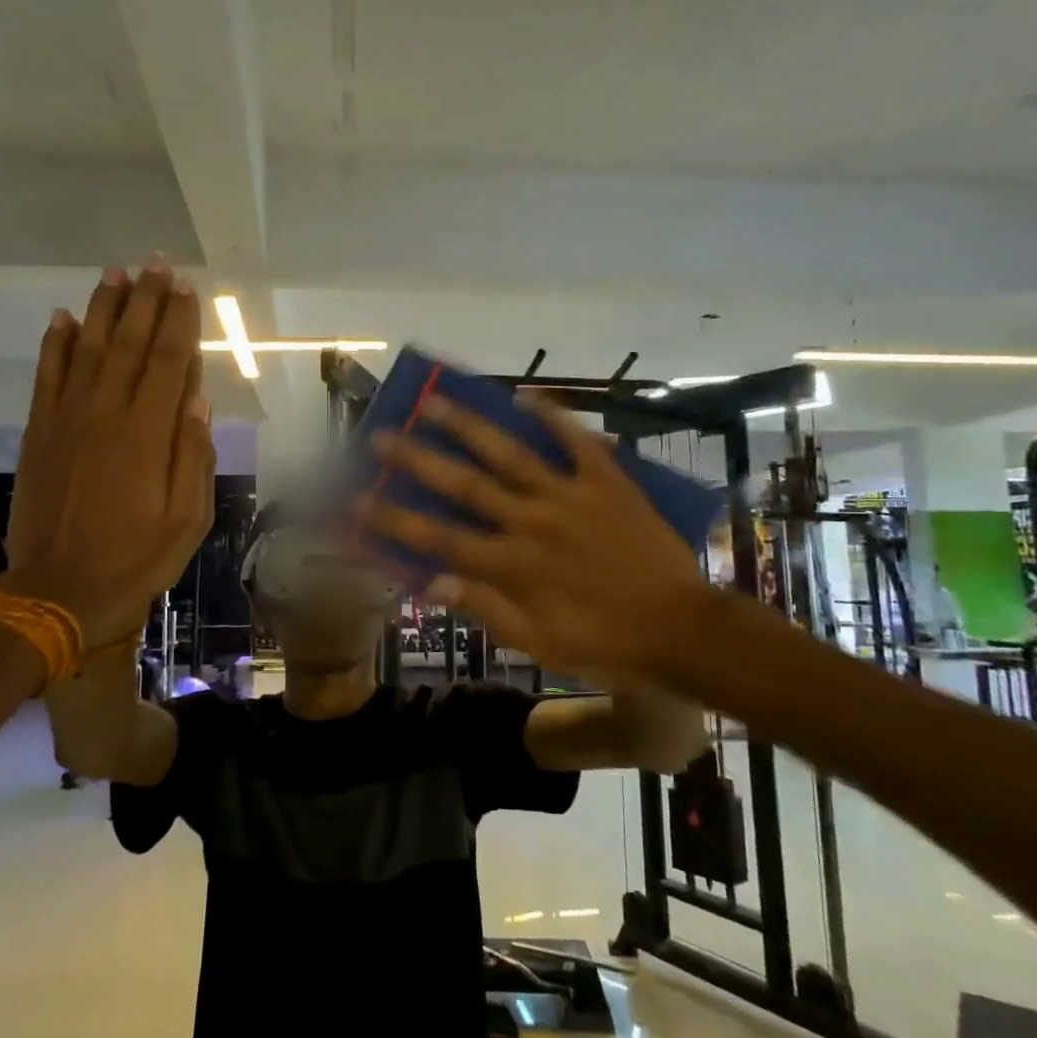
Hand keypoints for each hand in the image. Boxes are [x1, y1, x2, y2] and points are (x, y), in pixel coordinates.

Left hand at [3, 264, 214, 642]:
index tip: (187, 289)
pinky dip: (56, 343)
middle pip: (131, 344)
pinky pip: (47, 375)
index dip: (180, 322)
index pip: (170, 362)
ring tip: (117, 273)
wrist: (58, 590)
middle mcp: (107, 413)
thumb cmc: (136, 559)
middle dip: (147, 301)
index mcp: (148, 434)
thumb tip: (198, 400)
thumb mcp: (187, 520)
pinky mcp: (39, 432)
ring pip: (89, 349)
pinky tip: (63, 317)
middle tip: (157, 264)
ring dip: (104, 308)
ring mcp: (67, 419)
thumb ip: (193, 456)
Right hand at [358, 394, 714, 682]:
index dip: (393, 521)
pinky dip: (553, 416)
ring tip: (435, 400)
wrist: (680, 628)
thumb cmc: (603, 642)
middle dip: (417, 460)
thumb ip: (484, 608)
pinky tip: (527, 394)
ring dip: (468, 426)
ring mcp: (569, 496)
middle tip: (382, 435)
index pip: (438, 538)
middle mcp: (531, 521)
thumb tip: (429, 581)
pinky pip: (577, 441)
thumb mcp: (538, 642)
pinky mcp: (607, 481)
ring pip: (509, 453)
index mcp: (512, 565)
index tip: (357, 502)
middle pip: (464, 485)